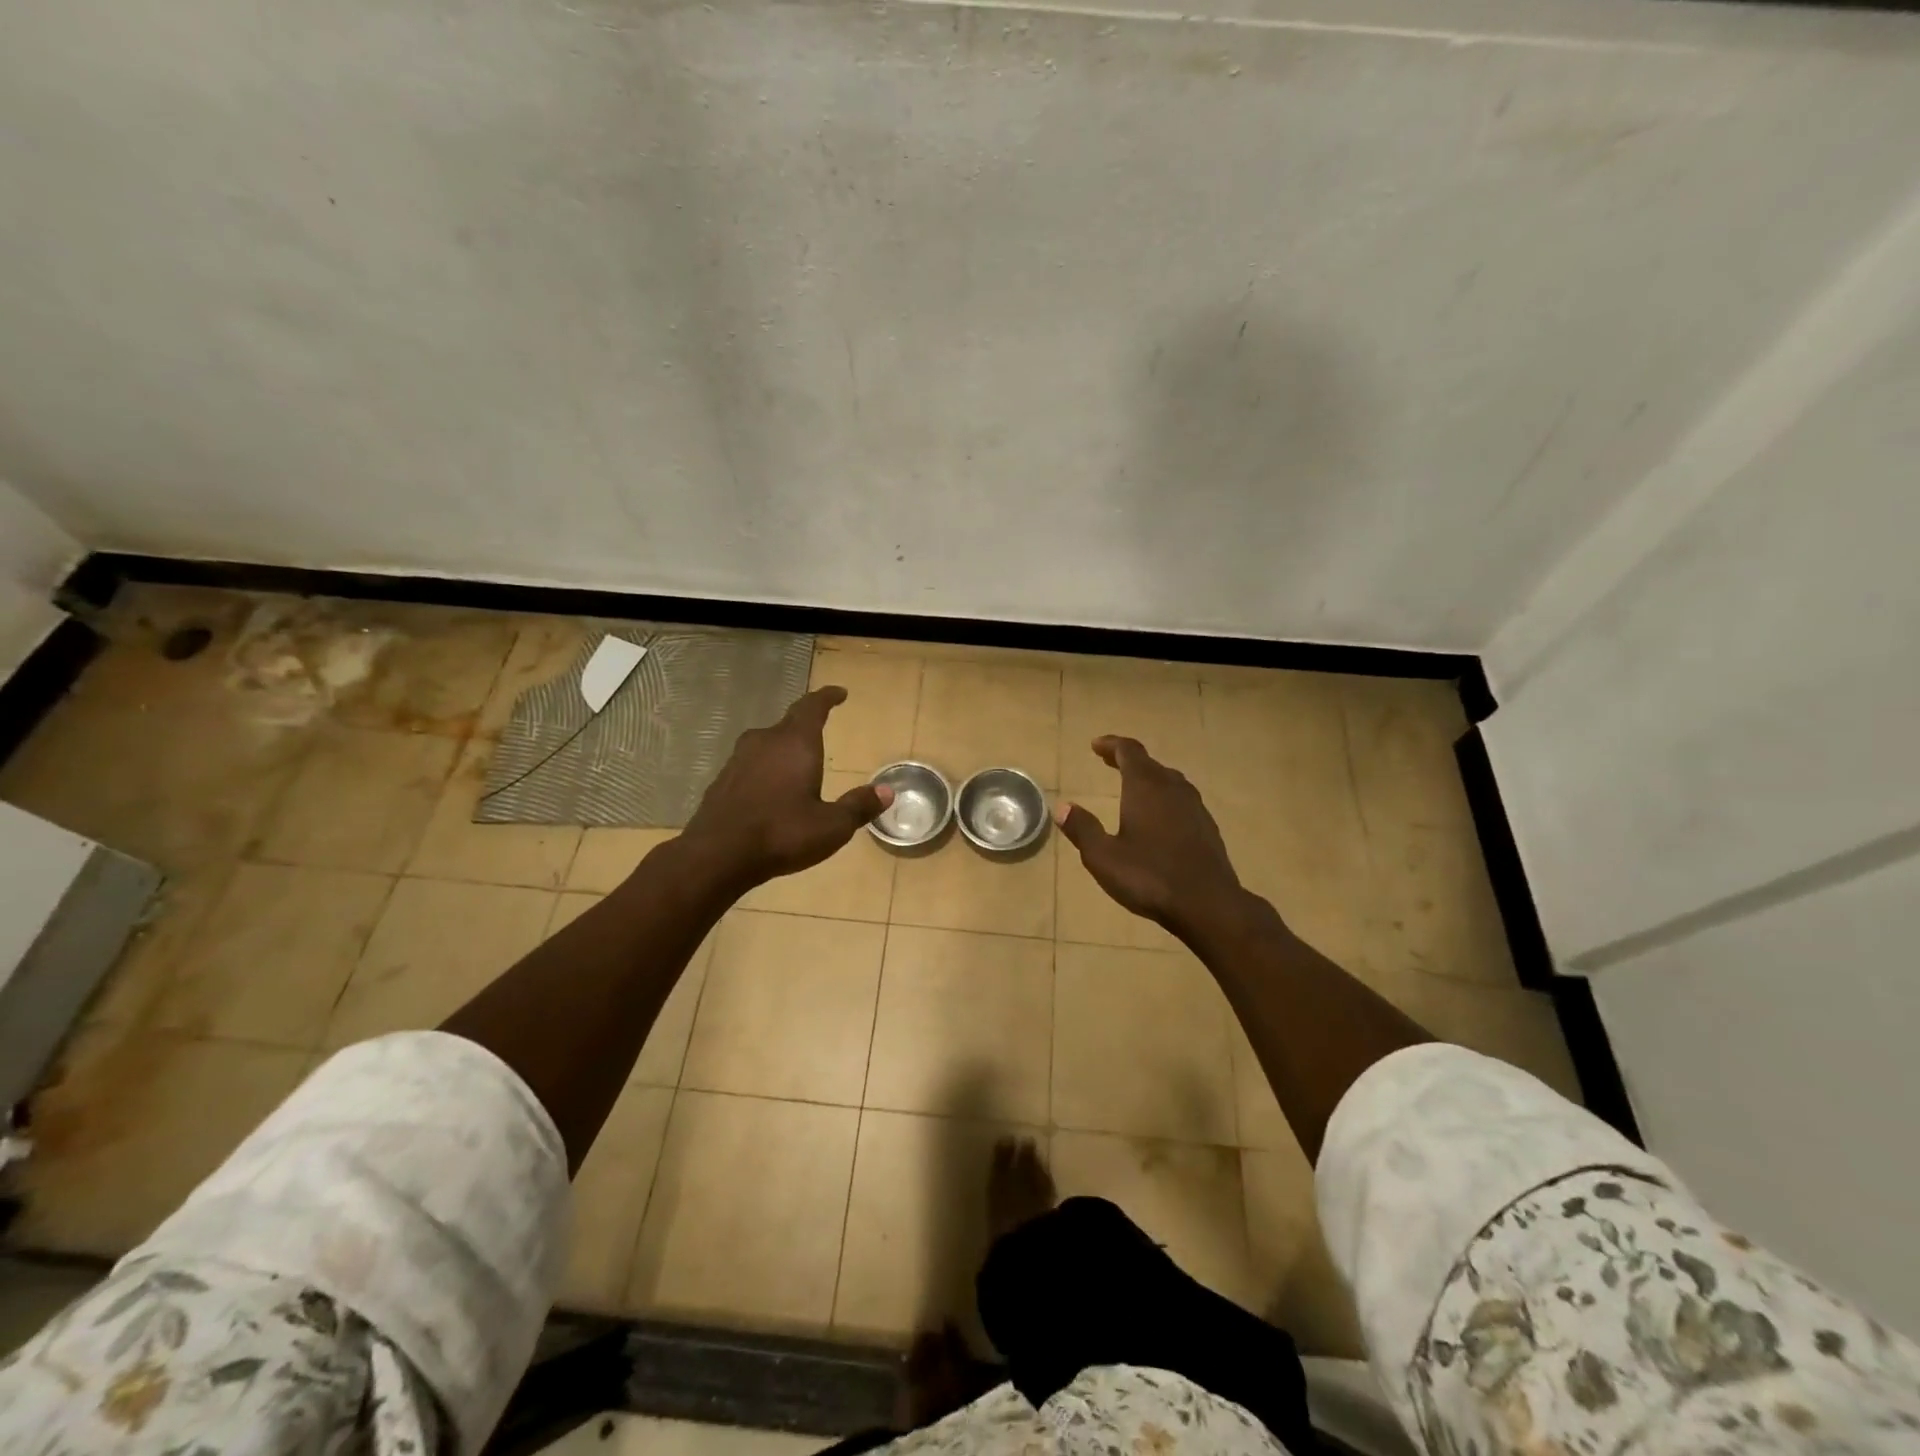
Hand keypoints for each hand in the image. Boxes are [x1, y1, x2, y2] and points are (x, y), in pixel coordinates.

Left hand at [681, 686, 892, 888]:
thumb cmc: (782, 833)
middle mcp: (765, 742)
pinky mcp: (722, 782)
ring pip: (766, 744)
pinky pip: (751, 766)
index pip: (812, 707)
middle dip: (806, 726)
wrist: (717, 856)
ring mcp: (738, 761)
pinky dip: (765, 771)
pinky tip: (770, 792)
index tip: (839, 693)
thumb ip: (859, 806)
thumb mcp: (832, 826)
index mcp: (795, 743)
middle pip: (788, 724)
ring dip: (784, 750)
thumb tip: (887, 791)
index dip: (827, 697)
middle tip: (821, 731)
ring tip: (798, 765)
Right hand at [1053, 735, 1246, 941]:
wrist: (1208, 904)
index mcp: (1145, 787)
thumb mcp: (1103, 857)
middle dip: (1127, 759)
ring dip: (1149, 777)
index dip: (1112, 745)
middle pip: (1150, 763)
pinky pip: (1182, 799)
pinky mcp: (1207, 827)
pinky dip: (1164, 797)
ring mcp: (1194, 807)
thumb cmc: (1149, 877)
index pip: (1129, 751)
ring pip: (1169, 780)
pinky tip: (1160, 817)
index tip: (1096, 745)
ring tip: (1133, 786)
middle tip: (1109, 762)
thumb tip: (1062, 807)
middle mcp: (1172, 789)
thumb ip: (1082, 829)